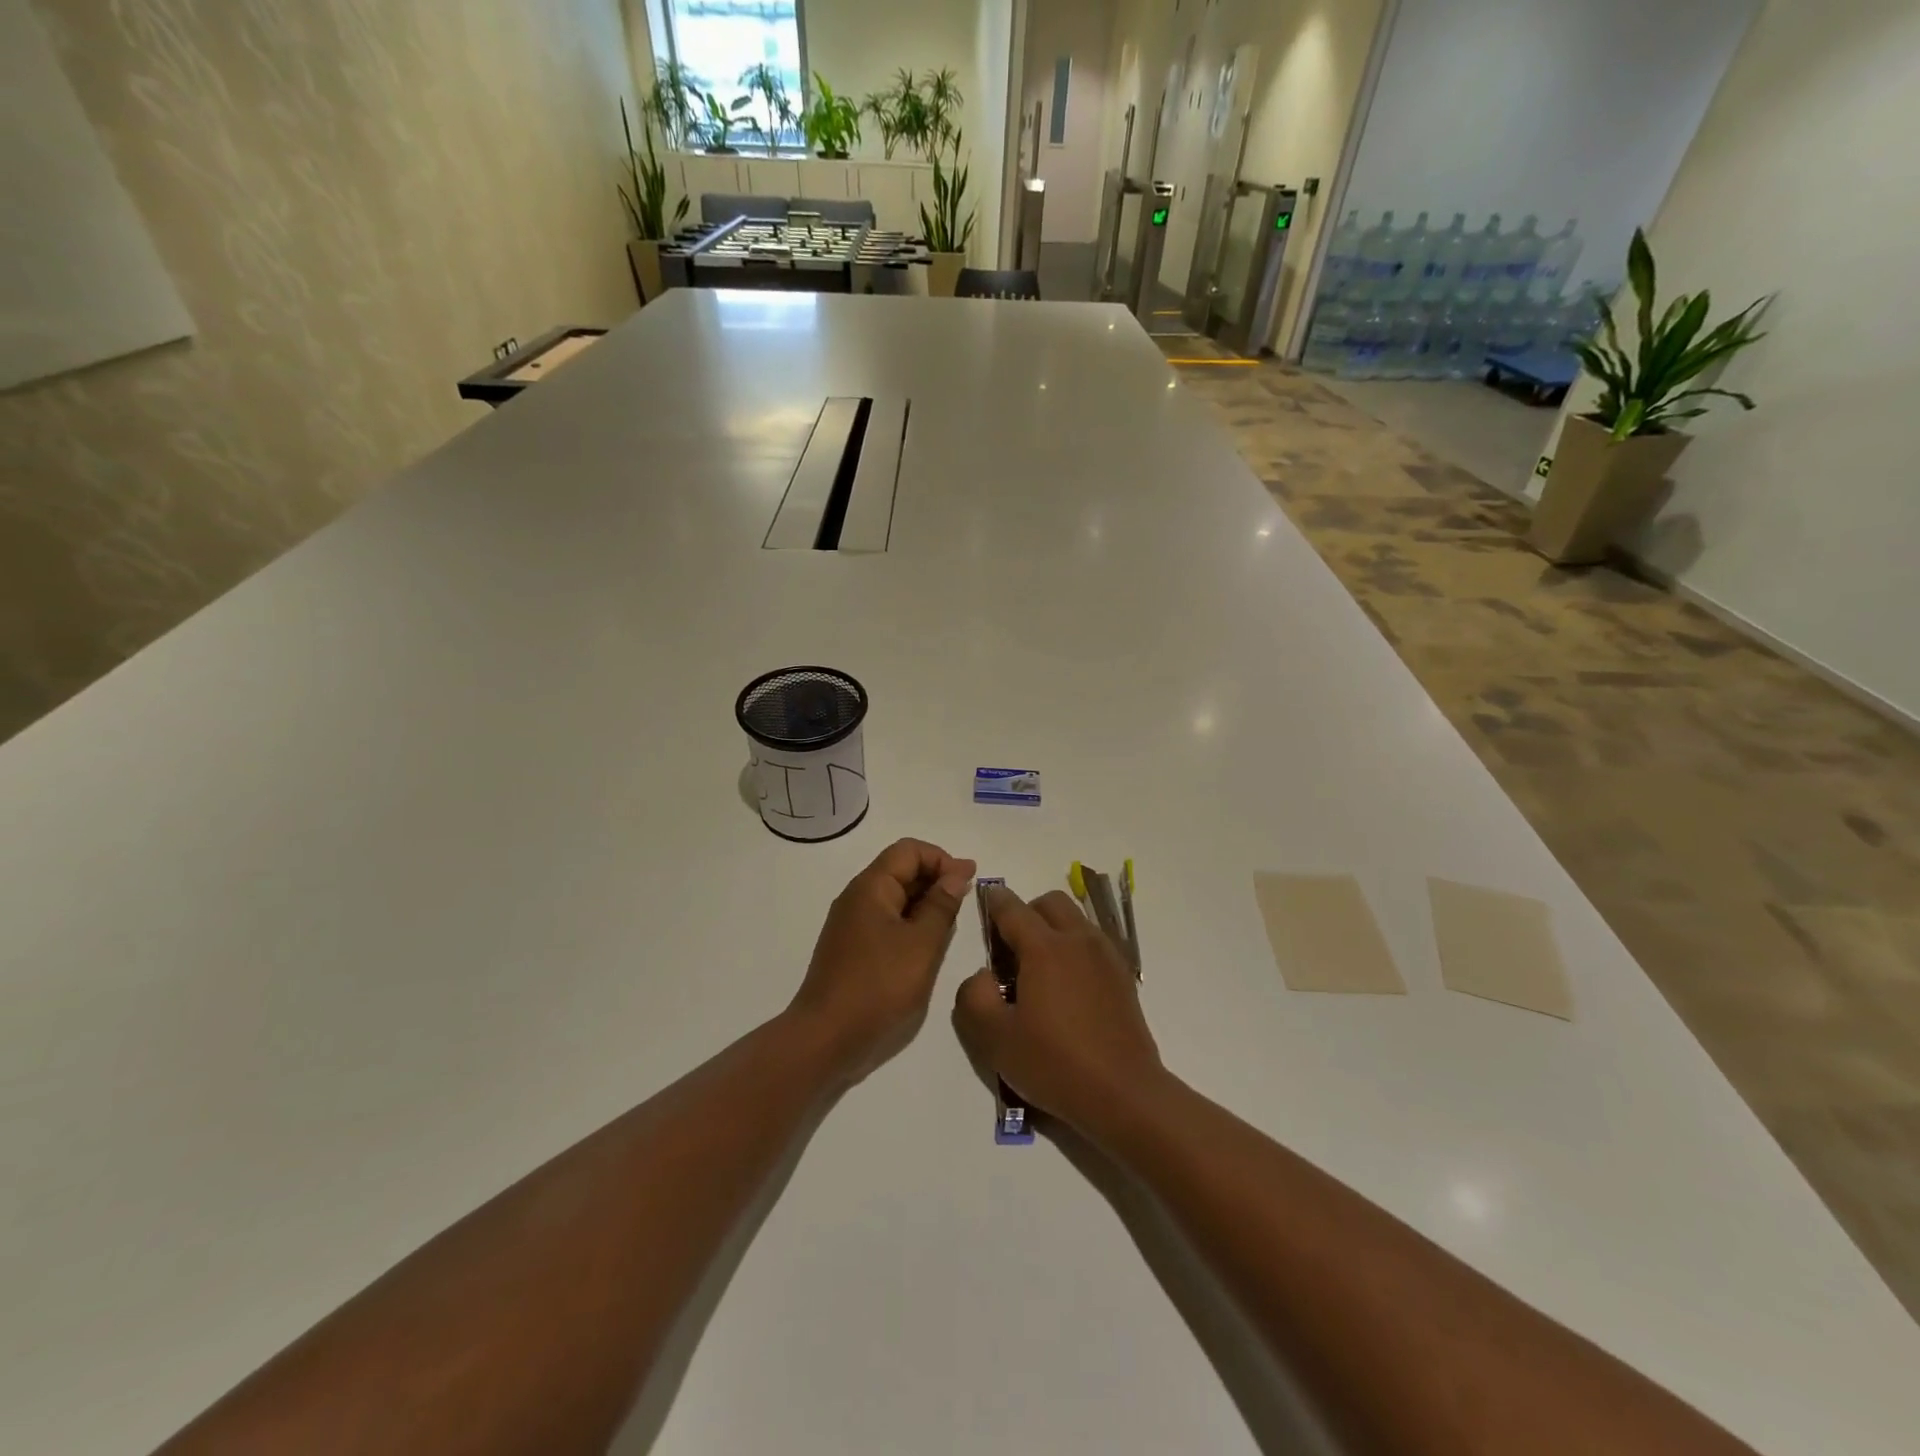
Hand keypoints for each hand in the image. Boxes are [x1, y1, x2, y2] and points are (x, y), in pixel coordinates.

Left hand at [789, 838, 975, 1085]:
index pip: (909, 850)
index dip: (941, 858)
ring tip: (954, 919)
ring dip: (925, 901)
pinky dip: (911, 921)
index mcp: (870, 887)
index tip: (969, 879)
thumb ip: (941, 906)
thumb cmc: (878, 986)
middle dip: (935, 877)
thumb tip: (956, 875)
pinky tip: (930, 941)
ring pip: (894, 897)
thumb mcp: (921, 945)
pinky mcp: (853, 948)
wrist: (826, 1037)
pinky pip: (886, 920)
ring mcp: (852, 924)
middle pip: (900, 869)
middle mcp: (857, 897)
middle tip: (968, 898)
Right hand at [952, 886, 1163, 1136]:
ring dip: (1053, 928)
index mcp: (1044, 947)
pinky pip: (1092, 942)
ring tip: (1039, 969)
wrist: (1123, 1094)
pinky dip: (1075, 947)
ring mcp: (1105, 956)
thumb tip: (982, 975)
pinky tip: (1067, 986)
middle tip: (1011, 947)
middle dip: (1026, 912)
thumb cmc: (1054, 1064)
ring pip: (1075, 919)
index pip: (1012, 908)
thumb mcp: (995, 1039)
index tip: (983, 903)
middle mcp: (1078, 940)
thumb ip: (974, 996)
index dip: (993, 901)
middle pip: (1049, 902)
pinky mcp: (1122, 976)